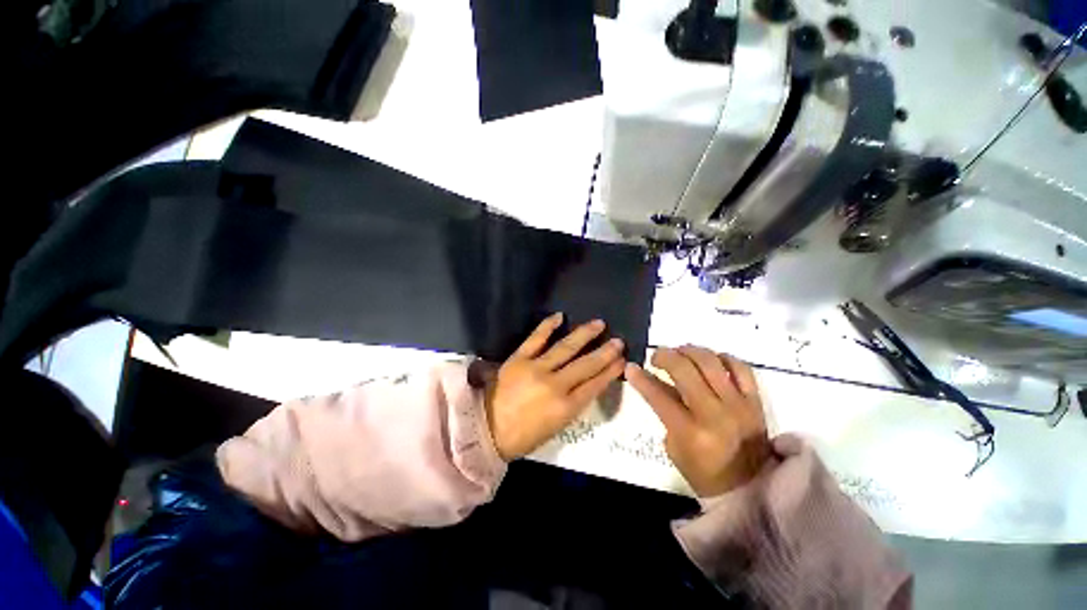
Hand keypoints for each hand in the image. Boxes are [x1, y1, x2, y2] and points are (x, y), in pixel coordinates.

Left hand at [485, 313, 625, 460]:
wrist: (486, 430)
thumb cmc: (523, 436)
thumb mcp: (556, 427)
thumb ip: (572, 404)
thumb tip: (587, 384)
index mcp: (565, 408)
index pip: (594, 385)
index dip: (610, 372)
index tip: (621, 360)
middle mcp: (555, 385)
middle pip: (586, 365)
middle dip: (605, 352)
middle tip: (618, 341)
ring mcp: (536, 369)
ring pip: (566, 347)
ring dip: (584, 334)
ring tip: (599, 324)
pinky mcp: (519, 359)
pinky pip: (535, 338)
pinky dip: (547, 326)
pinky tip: (560, 316)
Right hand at [626, 346, 771, 496]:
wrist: (750, 489)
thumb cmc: (703, 472)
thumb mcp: (674, 446)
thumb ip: (665, 411)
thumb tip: (656, 380)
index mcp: (690, 432)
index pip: (658, 395)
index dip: (640, 378)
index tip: (631, 367)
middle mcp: (714, 414)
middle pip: (684, 369)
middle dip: (664, 356)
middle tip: (657, 357)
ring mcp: (738, 405)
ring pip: (711, 362)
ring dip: (689, 351)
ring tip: (680, 353)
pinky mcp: (756, 402)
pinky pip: (741, 368)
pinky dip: (723, 358)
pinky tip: (711, 359)